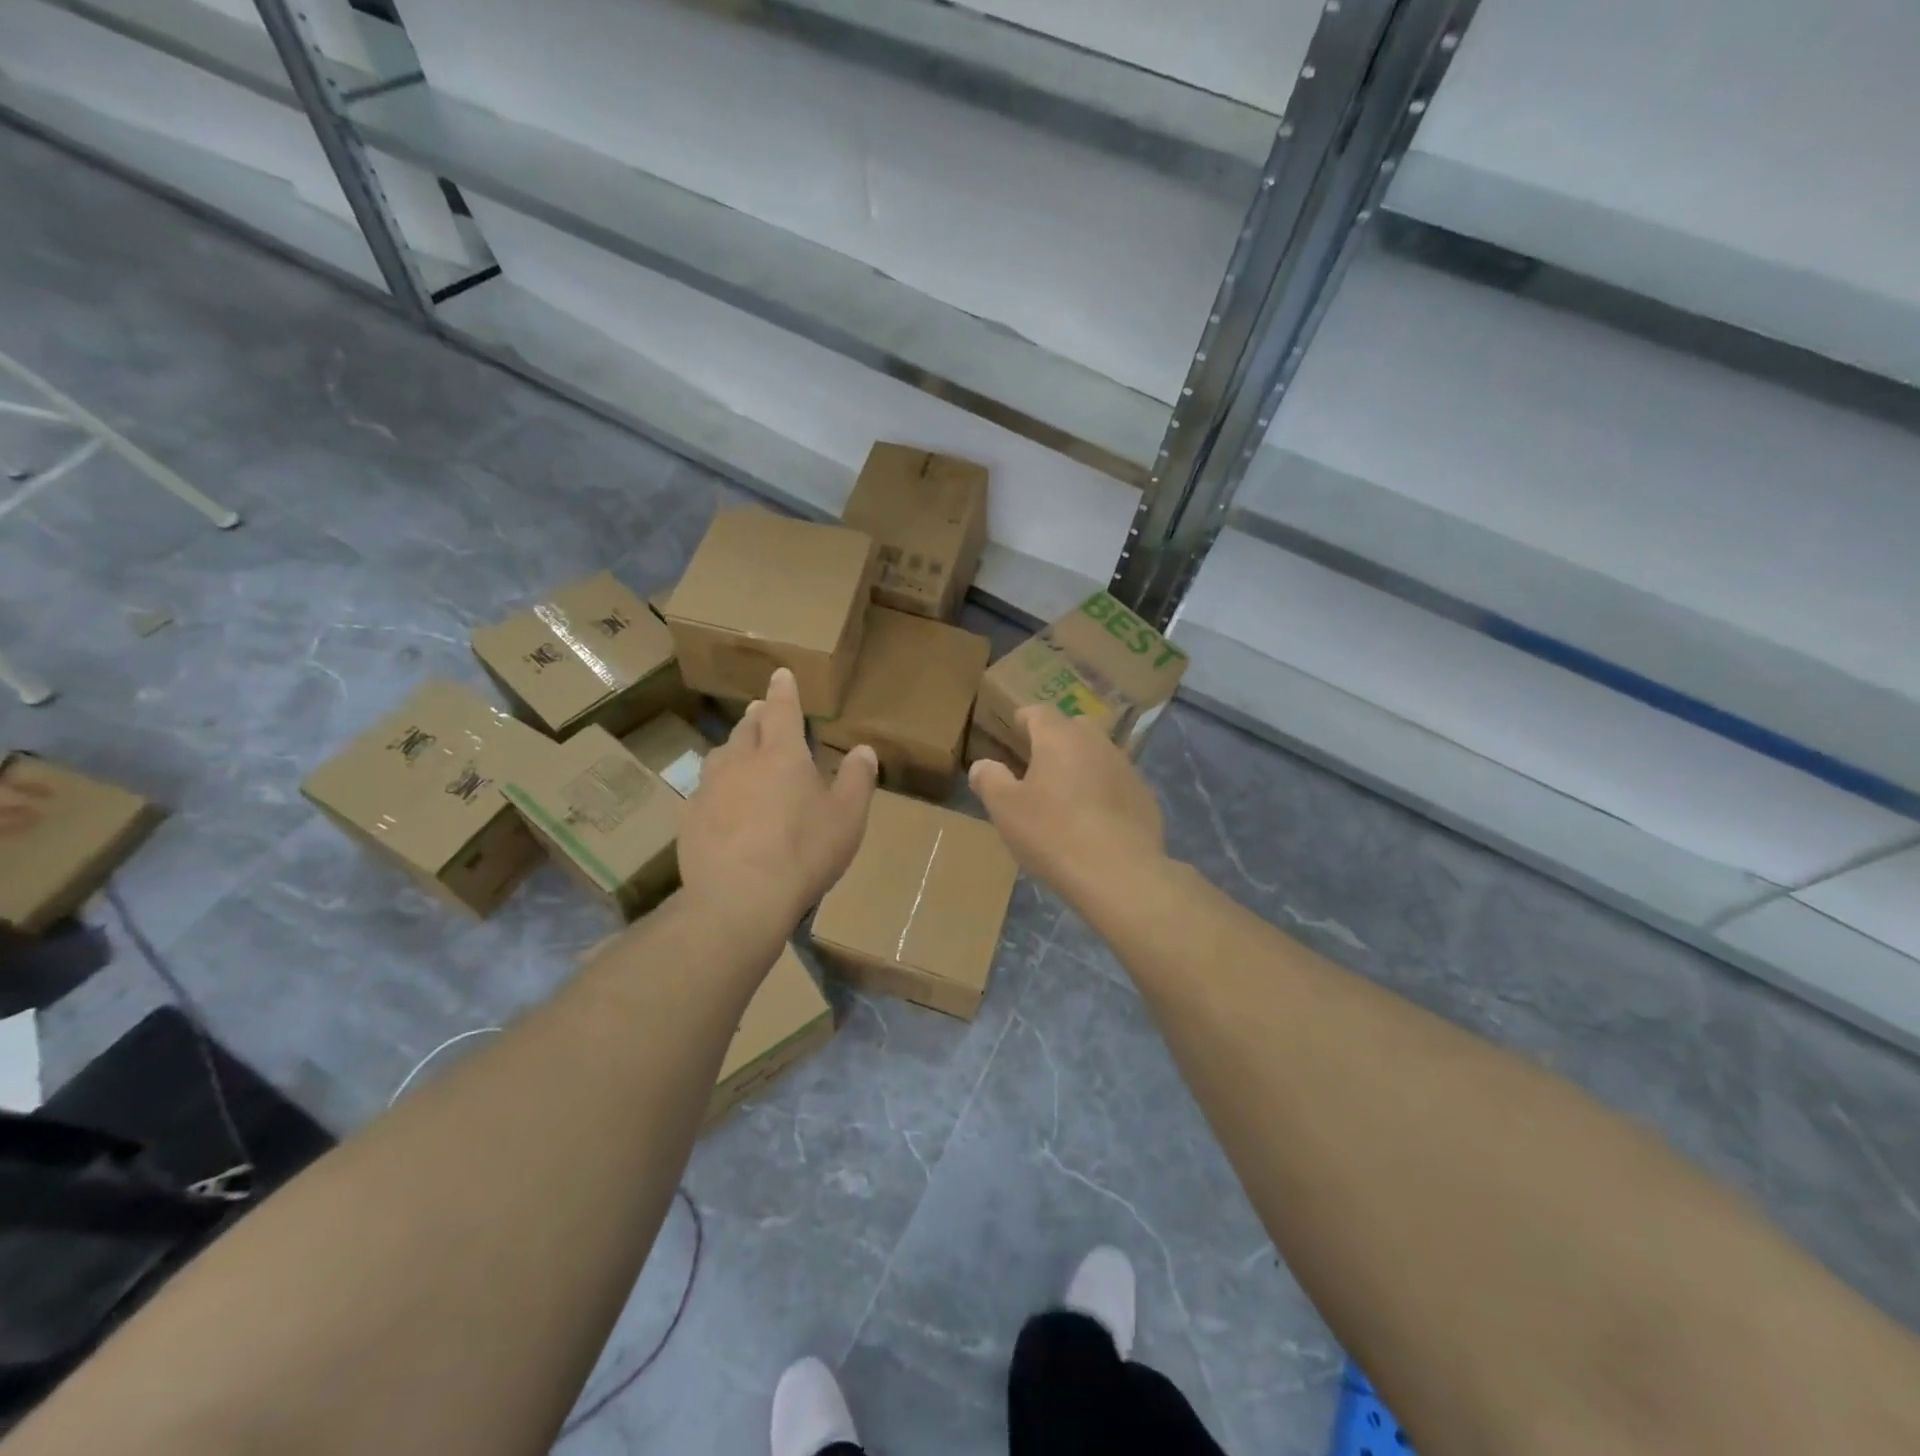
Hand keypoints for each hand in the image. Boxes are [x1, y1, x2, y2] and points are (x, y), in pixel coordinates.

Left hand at [679, 668, 877, 936]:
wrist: (740, 898)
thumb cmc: (804, 852)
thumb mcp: (847, 818)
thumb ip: (858, 779)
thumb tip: (864, 750)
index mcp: (782, 755)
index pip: (782, 710)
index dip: (783, 691)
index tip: (780, 675)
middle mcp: (741, 762)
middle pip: (746, 728)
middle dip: (756, 716)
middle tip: (761, 712)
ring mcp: (710, 789)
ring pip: (720, 755)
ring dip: (733, 748)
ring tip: (740, 753)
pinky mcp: (690, 818)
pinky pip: (704, 791)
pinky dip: (716, 788)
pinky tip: (721, 804)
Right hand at [969, 705, 1165, 908]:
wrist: (1119, 874)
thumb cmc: (1052, 834)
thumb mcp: (1006, 809)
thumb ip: (990, 780)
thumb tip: (982, 765)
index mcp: (1059, 738)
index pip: (1040, 712)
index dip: (1025, 718)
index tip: (1016, 729)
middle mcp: (1096, 743)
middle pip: (1074, 727)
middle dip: (1056, 738)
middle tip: (1039, 763)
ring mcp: (1126, 768)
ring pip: (1099, 754)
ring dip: (1082, 765)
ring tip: (1067, 794)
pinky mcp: (1145, 797)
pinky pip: (1118, 783)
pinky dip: (1104, 791)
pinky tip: (1095, 820)